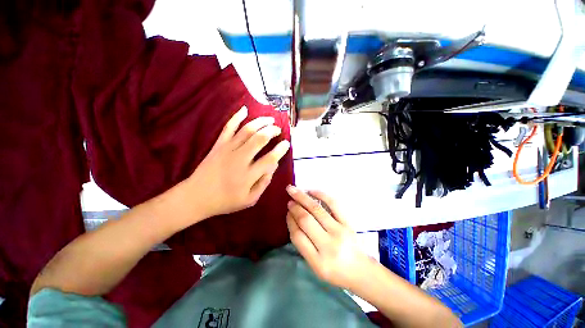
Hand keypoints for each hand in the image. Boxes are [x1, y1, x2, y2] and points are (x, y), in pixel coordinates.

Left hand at [187, 106, 289, 217]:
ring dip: (261, 122)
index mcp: (249, 175)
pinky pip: (228, 127)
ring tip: (270, 119)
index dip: (280, 150)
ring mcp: (228, 149)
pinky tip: (245, 109)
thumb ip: (264, 183)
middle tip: (279, 130)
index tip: (286, 143)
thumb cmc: (225, 200)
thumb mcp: (249, 200)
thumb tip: (273, 166)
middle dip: (272, 131)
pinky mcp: (218, 145)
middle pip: (260, 139)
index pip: (270, 158)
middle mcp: (240, 159)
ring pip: (247, 130)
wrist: (196, 197)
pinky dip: (236, 117)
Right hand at [286, 186, 371, 289]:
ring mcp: (340, 232)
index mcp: (318, 261)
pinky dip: (321, 195)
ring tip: (294, 190)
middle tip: (289, 200)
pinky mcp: (348, 223)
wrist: (361, 271)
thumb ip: (303, 245)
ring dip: (303, 198)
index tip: (287, 213)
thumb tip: (293, 220)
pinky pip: (334, 204)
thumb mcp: (315, 266)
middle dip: (294, 207)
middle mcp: (328, 245)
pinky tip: (312, 191)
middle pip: (306, 220)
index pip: (298, 236)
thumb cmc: (336, 271)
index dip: (290, 221)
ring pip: (317, 210)